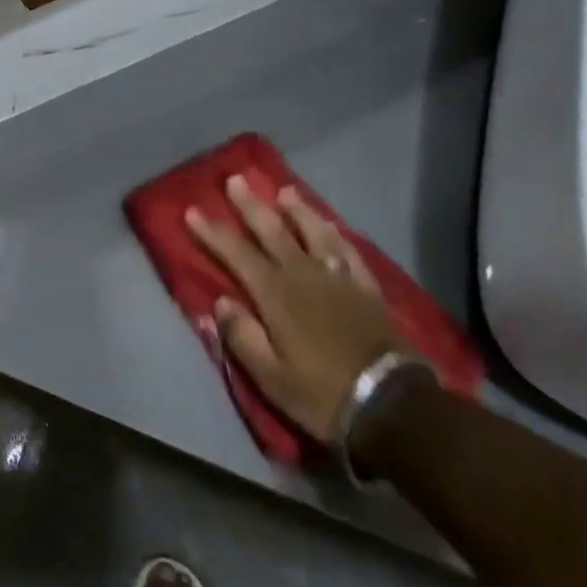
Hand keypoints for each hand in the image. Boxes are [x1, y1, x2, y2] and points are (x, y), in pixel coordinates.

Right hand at [186, 176, 401, 443]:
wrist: (394, 407)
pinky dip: (335, 235)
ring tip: (285, 191)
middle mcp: (304, 276)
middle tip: (236, 179)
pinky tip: (331, 227)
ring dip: (297, 210)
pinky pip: (348, 252)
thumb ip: (241, 335)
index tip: (192, 211)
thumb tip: (221, 302)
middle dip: (251, 205)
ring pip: (314, 233)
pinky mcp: (367, 290)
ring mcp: (339, 279)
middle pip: (273, 232)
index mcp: (276, 295)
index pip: (236, 254)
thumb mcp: (269, 376)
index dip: (213, 232)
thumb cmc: (321, 394)